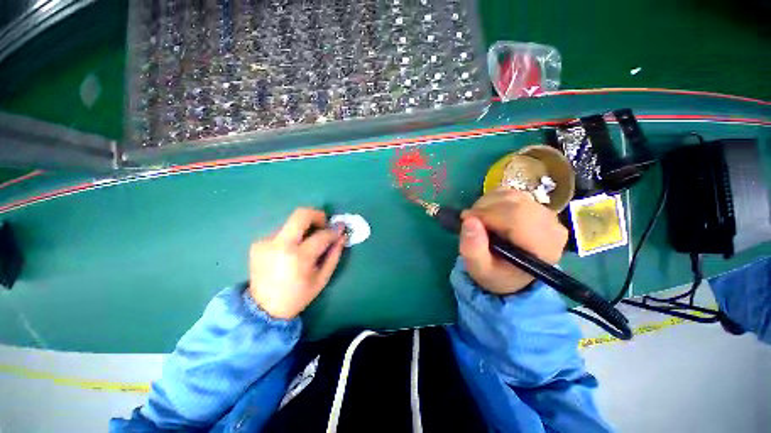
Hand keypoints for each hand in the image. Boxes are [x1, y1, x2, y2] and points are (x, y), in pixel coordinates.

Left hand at [249, 208, 345, 319]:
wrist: (263, 309)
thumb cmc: (298, 296)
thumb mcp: (322, 278)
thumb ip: (334, 254)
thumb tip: (342, 235)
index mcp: (299, 258)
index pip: (321, 235)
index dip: (334, 230)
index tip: (341, 227)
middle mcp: (280, 245)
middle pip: (301, 214)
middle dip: (317, 215)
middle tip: (324, 225)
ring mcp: (266, 242)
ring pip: (291, 222)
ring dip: (303, 228)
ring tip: (306, 244)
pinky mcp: (258, 243)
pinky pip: (281, 232)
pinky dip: (291, 236)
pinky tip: (291, 251)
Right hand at [459, 190, 567, 294]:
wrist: (513, 274)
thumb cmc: (497, 274)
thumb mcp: (479, 269)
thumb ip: (473, 249)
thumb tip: (469, 220)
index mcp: (542, 247)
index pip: (517, 217)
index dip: (487, 214)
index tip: (466, 219)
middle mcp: (551, 227)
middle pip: (515, 203)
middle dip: (485, 207)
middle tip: (469, 219)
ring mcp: (548, 214)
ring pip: (513, 195)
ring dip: (488, 202)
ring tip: (478, 217)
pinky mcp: (538, 207)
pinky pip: (513, 193)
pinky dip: (495, 199)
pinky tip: (488, 212)